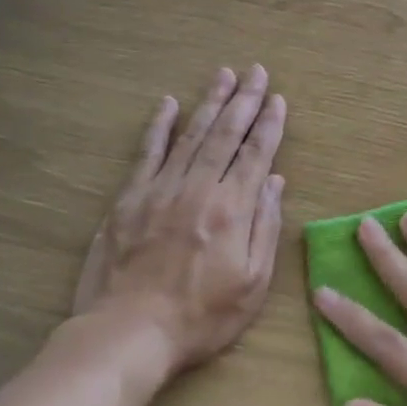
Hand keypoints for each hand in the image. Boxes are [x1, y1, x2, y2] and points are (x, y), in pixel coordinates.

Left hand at [72, 65, 285, 375]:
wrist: (128, 334)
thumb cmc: (200, 317)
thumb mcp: (252, 284)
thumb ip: (265, 228)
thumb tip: (273, 181)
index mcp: (232, 209)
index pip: (256, 154)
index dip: (269, 124)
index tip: (278, 98)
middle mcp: (198, 188)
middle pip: (225, 134)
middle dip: (244, 100)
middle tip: (256, 71)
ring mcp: (160, 190)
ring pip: (191, 135)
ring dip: (210, 102)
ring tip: (224, 75)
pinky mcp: (129, 199)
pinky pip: (147, 153)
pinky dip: (159, 126)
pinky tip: (168, 104)